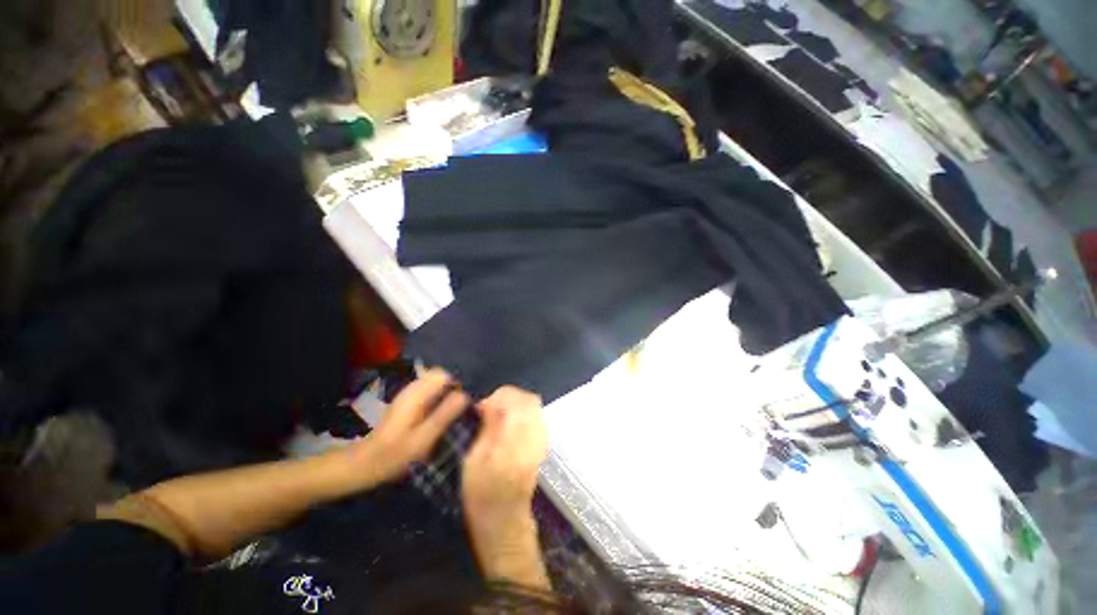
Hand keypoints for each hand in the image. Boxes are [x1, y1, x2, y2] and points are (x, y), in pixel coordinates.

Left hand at [350, 369, 468, 483]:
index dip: (458, 382)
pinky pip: (430, 389)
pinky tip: (443, 411)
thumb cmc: (394, 454)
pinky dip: (440, 395)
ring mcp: (409, 394)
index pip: (443, 374)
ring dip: (448, 390)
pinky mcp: (408, 401)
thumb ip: (444, 415)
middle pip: (440, 375)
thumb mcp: (423, 439)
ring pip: (435, 381)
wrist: (365, 463)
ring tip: (458, 408)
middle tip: (464, 404)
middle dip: (454, 385)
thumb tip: (465, 395)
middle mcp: (412, 388)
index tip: (468, 399)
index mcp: (416, 394)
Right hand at [461, 387, 549, 586]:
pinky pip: (537, 416)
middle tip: (491, 409)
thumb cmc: (481, 493)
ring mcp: (542, 440)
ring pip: (535, 406)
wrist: (505, 520)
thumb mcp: (474, 460)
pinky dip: (524, 412)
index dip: (499, 397)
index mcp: (514, 441)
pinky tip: (510, 424)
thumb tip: (490, 403)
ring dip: (517, 404)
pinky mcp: (543, 444)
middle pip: (529, 400)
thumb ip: (487, 428)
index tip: (483, 407)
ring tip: (499, 416)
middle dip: (509, 398)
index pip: (516, 402)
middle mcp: (533, 436)